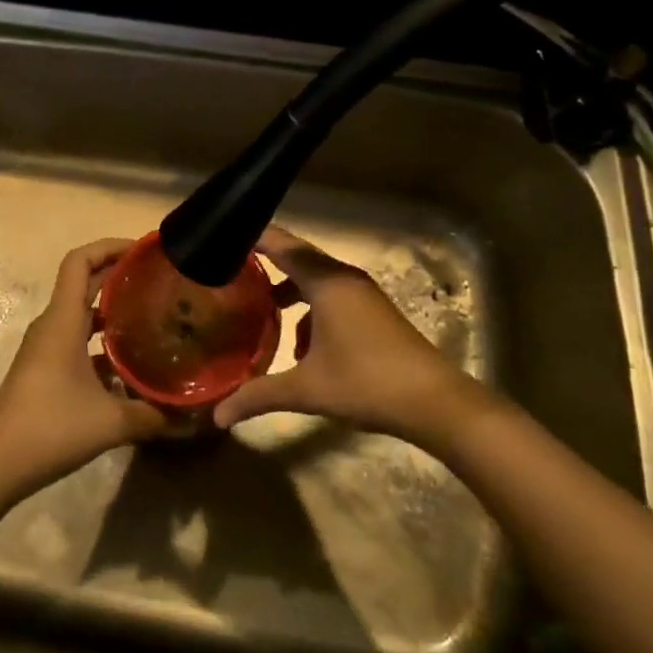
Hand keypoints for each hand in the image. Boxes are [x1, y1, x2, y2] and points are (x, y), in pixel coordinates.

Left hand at [0, 238, 166, 496]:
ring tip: (150, 315)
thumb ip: (153, 415)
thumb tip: (190, 416)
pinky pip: (75, 338)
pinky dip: (101, 340)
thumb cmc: (51, 427)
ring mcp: (45, 347)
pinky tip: (128, 362)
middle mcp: (52, 324)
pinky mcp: (43, 368)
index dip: (109, 246)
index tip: (143, 250)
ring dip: (111, 308)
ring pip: (80, 313)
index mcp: (63, 320)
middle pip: (83, 282)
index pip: (80, 261)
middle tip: (158, 279)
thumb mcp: (111, 422)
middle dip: (118, 275)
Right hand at [212, 225, 488, 447]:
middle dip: (267, 262)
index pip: (282, 245)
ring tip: (260, 309)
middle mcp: (344, 278)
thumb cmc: (366, 383)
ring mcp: (362, 294)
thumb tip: (217, 416)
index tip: (221, 236)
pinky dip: (310, 307)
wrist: (435, 402)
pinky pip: (331, 295)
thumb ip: (258, 395)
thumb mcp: (306, 390)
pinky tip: (300, 344)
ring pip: (315, 279)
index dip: (253, 238)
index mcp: (326, 282)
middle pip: (298, 258)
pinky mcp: (373, 311)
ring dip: (289, 289)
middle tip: (231, 269)